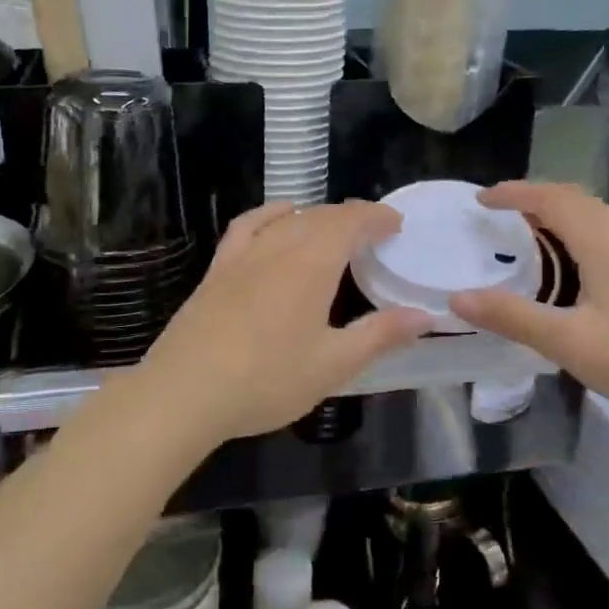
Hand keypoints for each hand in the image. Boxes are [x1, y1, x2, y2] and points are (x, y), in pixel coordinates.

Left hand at [137, 201, 430, 450]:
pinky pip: (248, 227)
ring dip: (316, 217)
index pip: (350, 221)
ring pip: (287, 219)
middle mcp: (278, 247)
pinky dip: (270, 215)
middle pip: (320, 216)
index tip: (396, 224)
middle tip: (373, 234)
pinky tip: (277, 220)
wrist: (184, 392)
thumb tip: (424, 315)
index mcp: (311, 264)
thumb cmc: (267, 380)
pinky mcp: (218, 270)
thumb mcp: (333, 364)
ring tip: (333, 231)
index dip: (376, 217)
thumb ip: (380, 335)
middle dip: (351, 217)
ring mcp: (243, 255)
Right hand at [447, 183, 608, 448]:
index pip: (553, 198)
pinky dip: (589, 235)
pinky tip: (590, 265)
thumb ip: (511, 317)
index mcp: (605, 242)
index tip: (481, 201)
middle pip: (578, 201)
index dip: (515, 193)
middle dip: (536, 201)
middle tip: (501, 218)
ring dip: (564, 216)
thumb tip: (457, 298)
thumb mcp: (568, 343)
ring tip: (537, 237)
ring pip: (601, 217)